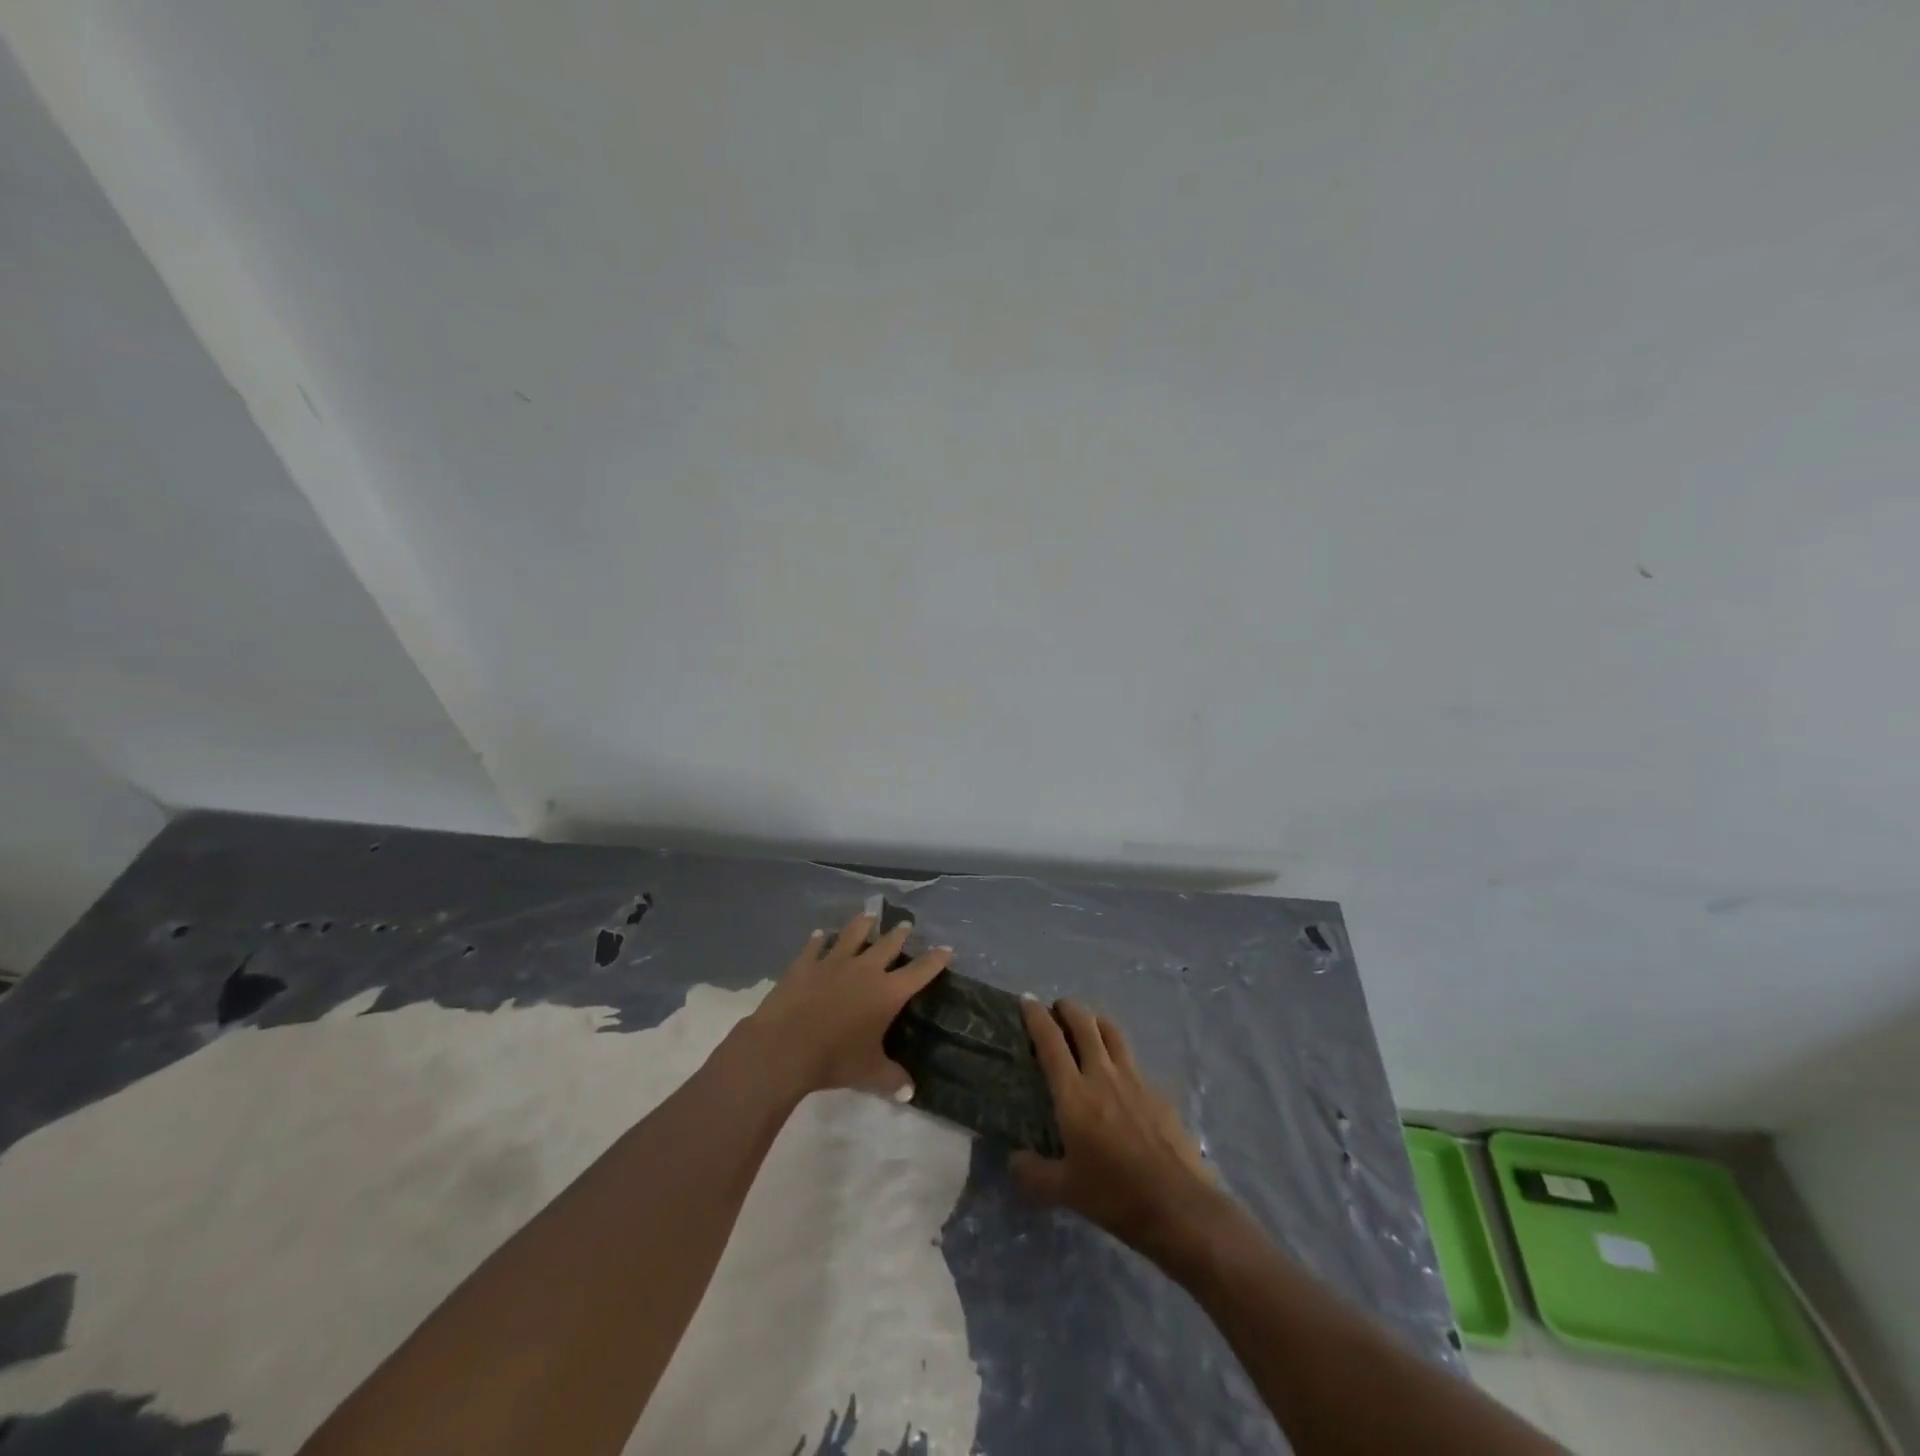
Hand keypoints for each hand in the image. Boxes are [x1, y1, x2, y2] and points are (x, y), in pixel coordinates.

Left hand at [741, 911, 951, 1099]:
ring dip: (862, 924)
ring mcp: (833, 962)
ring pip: (852, 935)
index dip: (935, 959)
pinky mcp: (805, 964)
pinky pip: (814, 946)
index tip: (947, 948)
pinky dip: (818, 939)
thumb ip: (891, 1078)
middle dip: (899, 934)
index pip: (920, 972)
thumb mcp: (868, 1073)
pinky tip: (819, 934)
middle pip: (888, 945)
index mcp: (887, 992)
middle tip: (906, 924)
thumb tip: (910, 1092)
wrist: (786, 1046)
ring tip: (869, 914)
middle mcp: (865, 970)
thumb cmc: (834, 1059)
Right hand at [1012, 998, 1229, 1262]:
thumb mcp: (1065, 1191)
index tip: (1027, 1001)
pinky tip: (1120, 1076)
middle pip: (1084, 1024)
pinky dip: (1120, 1056)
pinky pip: (1133, 1062)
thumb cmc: (1115, 1196)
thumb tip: (1014, 1160)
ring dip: (1096, 1021)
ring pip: (1113, 1033)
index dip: (1036, 1017)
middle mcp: (1103, 1076)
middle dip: (1068, 1008)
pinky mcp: (1159, 1093)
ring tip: (1088, 1024)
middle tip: (1057, 1008)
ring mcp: (1135, 1080)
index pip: (1051, 1042)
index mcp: (1074, 1094)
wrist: (1179, 1206)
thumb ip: (1033, 1173)